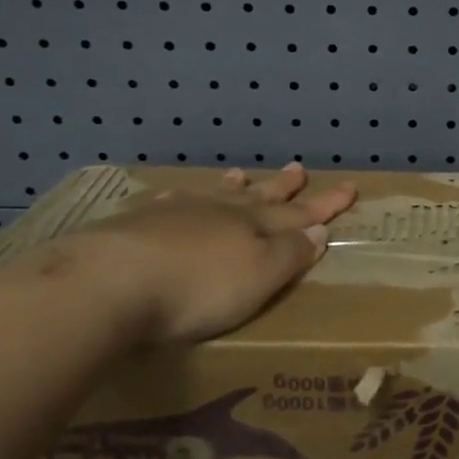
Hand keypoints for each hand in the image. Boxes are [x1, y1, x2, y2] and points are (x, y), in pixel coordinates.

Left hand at [50, 163, 357, 343]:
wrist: (109, 283)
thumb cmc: (197, 289)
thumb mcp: (259, 277)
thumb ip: (289, 254)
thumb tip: (318, 231)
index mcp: (253, 227)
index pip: (299, 214)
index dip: (324, 205)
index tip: (348, 188)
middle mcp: (219, 213)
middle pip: (259, 198)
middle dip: (282, 188)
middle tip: (298, 168)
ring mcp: (176, 213)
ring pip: (213, 195)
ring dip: (232, 187)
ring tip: (243, 174)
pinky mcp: (137, 224)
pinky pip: (169, 202)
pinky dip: (182, 198)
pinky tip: (176, 196)